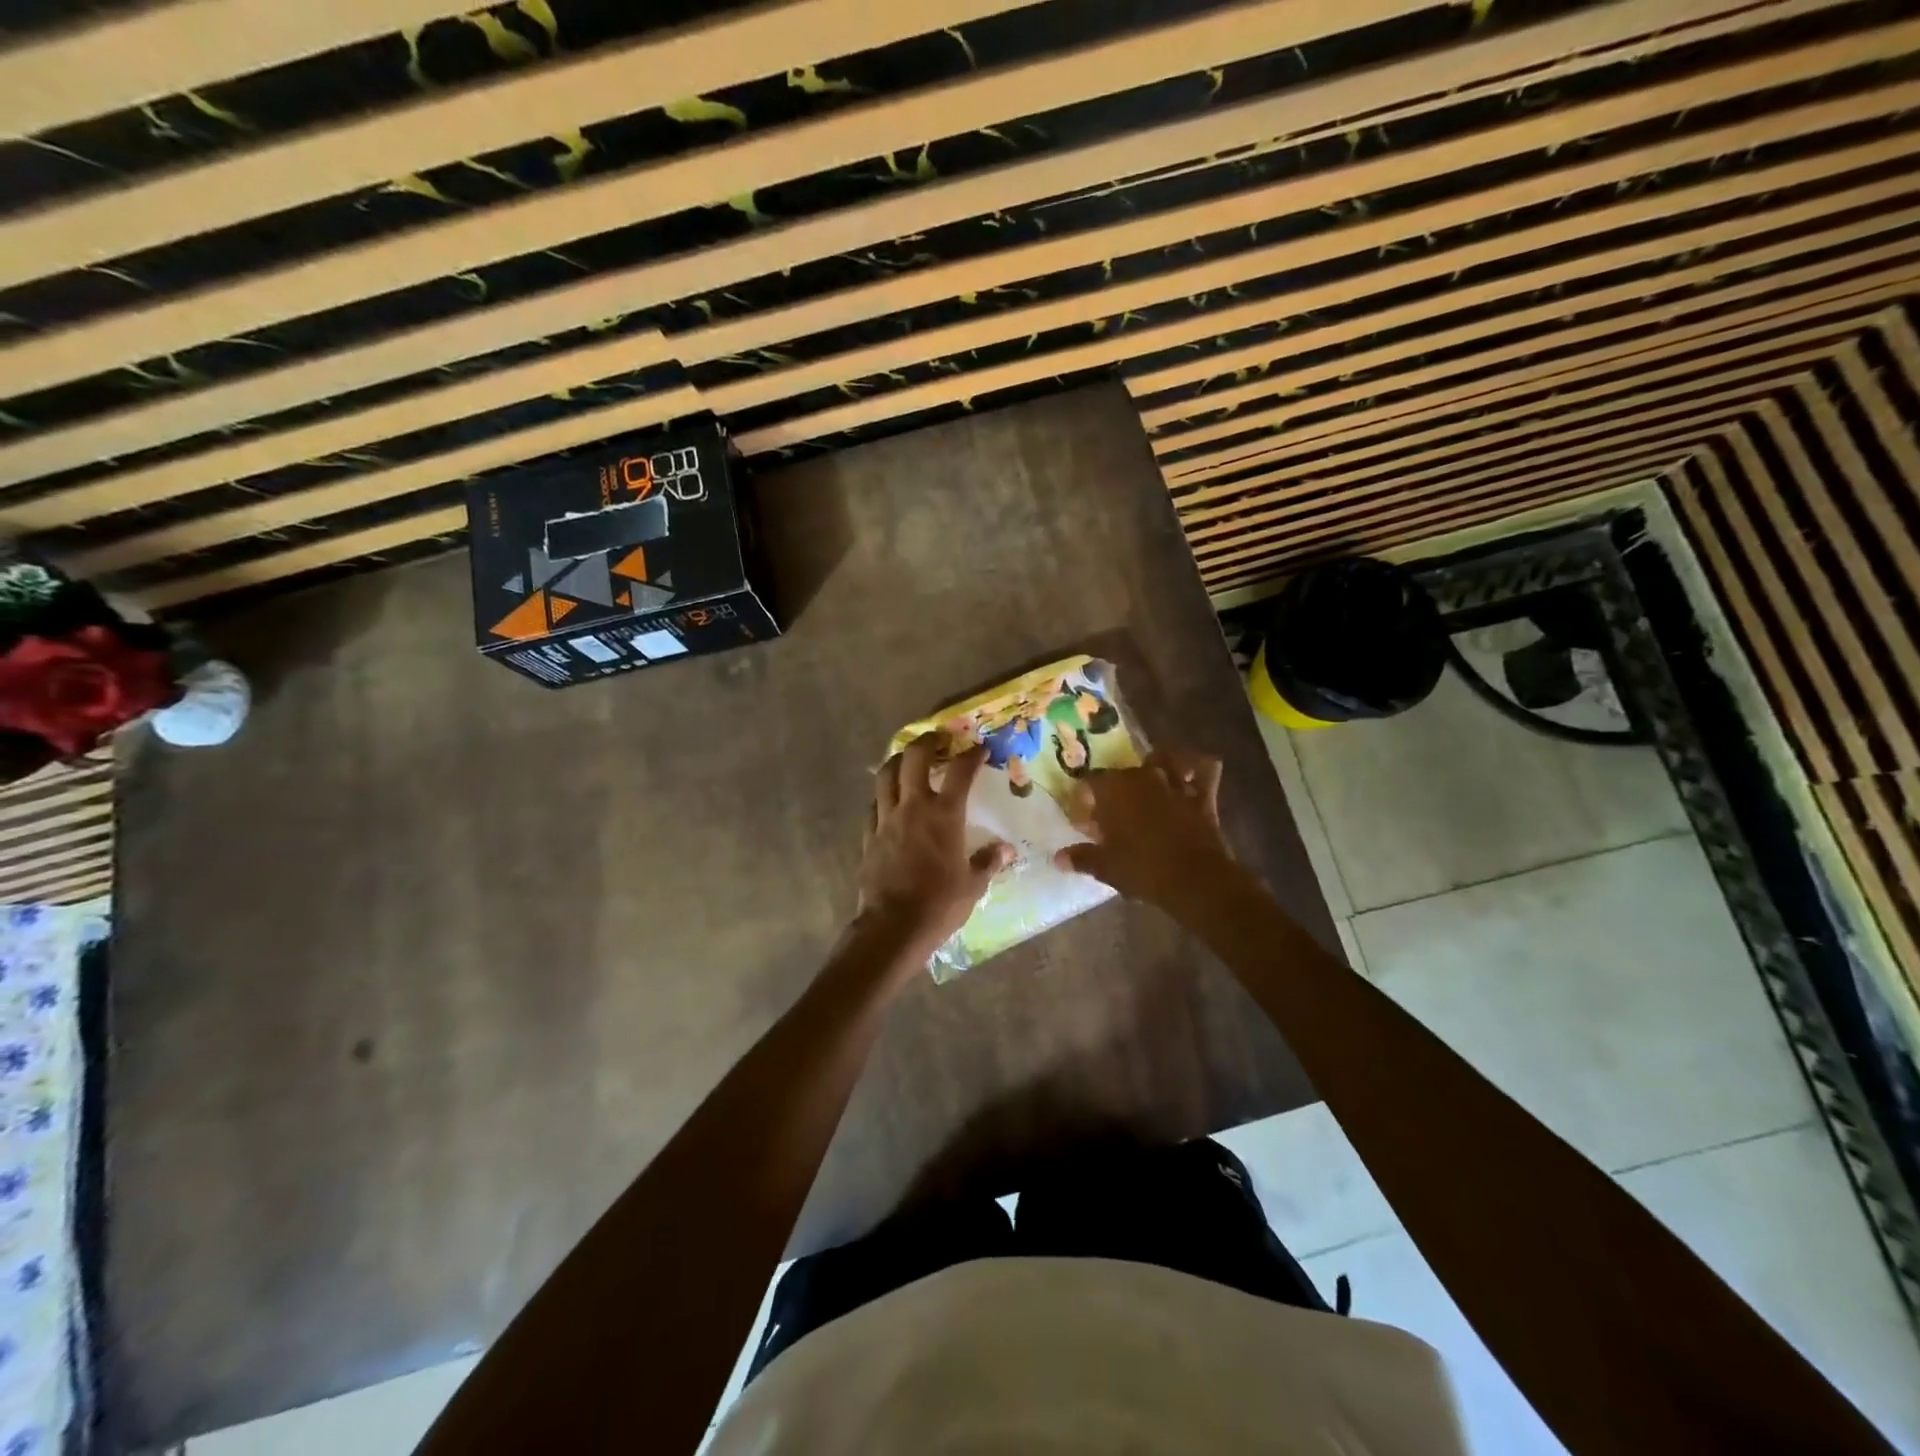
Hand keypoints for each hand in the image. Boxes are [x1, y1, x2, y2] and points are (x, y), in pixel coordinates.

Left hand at [859, 735, 1010, 955]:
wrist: (893, 926)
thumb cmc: (940, 904)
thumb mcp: (973, 885)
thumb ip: (988, 861)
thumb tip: (1004, 850)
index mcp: (944, 815)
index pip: (960, 771)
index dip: (971, 755)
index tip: (979, 749)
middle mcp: (913, 807)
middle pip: (914, 758)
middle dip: (927, 741)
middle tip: (938, 739)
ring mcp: (886, 818)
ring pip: (886, 774)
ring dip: (898, 760)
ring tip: (908, 759)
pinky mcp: (869, 834)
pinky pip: (874, 804)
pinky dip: (884, 794)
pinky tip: (890, 800)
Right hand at [1054, 748, 1236, 911]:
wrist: (1195, 879)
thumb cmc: (1142, 869)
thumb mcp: (1105, 867)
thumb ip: (1082, 858)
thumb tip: (1059, 858)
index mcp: (1113, 789)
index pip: (1090, 782)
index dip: (1084, 798)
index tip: (1083, 819)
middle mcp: (1142, 777)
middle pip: (1123, 771)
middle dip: (1115, 787)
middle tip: (1111, 811)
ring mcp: (1174, 782)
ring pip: (1163, 759)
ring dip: (1155, 765)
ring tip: (1149, 780)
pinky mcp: (1203, 795)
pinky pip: (1205, 769)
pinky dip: (1198, 768)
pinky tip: (1191, 774)